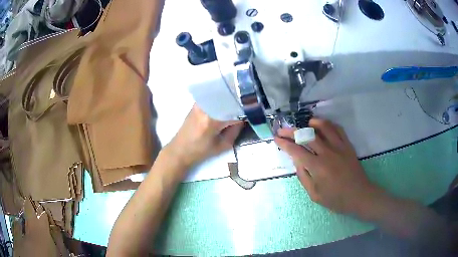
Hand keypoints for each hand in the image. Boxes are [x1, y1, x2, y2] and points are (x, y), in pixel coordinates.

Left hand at [166, 104, 243, 168]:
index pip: (234, 111)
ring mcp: (199, 104)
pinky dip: (221, 100)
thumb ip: (235, 131)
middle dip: (238, 103)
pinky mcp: (196, 104)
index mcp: (212, 120)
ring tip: (239, 103)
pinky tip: (227, 104)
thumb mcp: (223, 146)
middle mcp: (205, 108)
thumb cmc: (201, 151)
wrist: (179, 150)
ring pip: (220, 97)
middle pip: (227, 100)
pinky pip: (213, 99)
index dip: (245, 112)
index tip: (253, 112)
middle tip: (248, 107)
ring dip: (230, 100)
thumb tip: (243, 118)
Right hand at [274, 118, 383, 215]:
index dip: (284, 143)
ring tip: (305, 123)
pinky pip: (338, 129)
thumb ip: (304, 176)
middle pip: (307, 135)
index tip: (276, 139)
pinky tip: (324, 126)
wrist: (359, 196)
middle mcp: (327, 153)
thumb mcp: (315, 194)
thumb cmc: (336, 199)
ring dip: (312, 122)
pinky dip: (329, 124)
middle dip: (292, 131)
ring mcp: (339, 147)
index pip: (296, 150)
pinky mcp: (348, 146)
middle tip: (283, 129)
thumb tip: (297, 161)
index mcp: (317, 167)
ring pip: (324, 127)